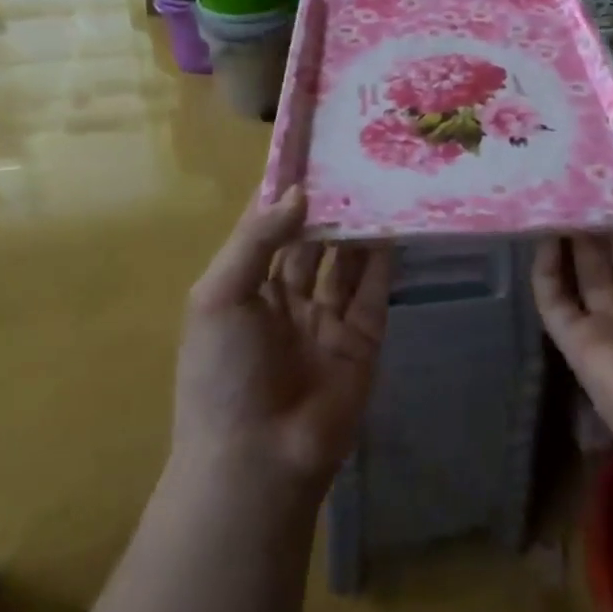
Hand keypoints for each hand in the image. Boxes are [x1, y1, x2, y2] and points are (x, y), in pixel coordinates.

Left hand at [174, 186, 392, 489]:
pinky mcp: (362, 339)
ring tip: (378, 183)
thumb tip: (299, 191)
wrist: (258, 462)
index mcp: (244, 288)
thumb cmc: (223, 374)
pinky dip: (384, 258)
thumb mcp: (219, 296)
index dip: (283, 191)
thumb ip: (257, 239)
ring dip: (357, 226)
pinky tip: (393, 224)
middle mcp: (285, 299)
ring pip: (345, 261)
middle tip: (353, 159)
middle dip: (327, 205)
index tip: (308, 149)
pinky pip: (374, 290)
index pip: (265, 227)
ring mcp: (326, 320)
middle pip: (310, 240)